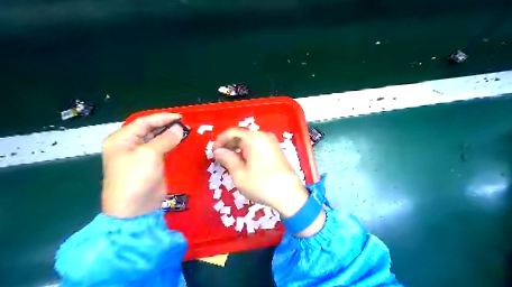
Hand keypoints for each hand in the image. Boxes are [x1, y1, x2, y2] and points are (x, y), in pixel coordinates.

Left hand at [100, 113, 183, 217]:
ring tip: (184, 130)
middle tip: (184, 124)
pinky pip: (160, 149)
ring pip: (155, 139)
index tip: (180, 117)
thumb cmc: (136, 178)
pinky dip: (170, 144)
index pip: (143, 122)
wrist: (134, 209)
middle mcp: (128, 145)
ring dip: (169, 134)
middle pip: (149, 129)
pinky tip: (179, 140)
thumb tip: (179, 128)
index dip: (161, 118)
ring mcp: (139, 156)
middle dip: (166, 125)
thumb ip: (165, 139)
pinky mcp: (150, 164)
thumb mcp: (150, 154)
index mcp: (121, 140)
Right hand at [214, 129, 324, 236]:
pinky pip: (258, 145)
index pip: (232, 133)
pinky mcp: (276, 149)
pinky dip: (248, 150)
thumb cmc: (261, 184)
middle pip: (242, 135)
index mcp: (253, 138)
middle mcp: (264, 135)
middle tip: (220, 157)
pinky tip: (244, 161)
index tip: (213, 152)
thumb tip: (218, 151)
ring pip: (250, 141)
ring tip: (230, 160)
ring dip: (238, 148)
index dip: (220, 141)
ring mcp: (272, 142)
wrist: (289, 194)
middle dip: (229, 144)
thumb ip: (227, 158)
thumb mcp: (239, 173)